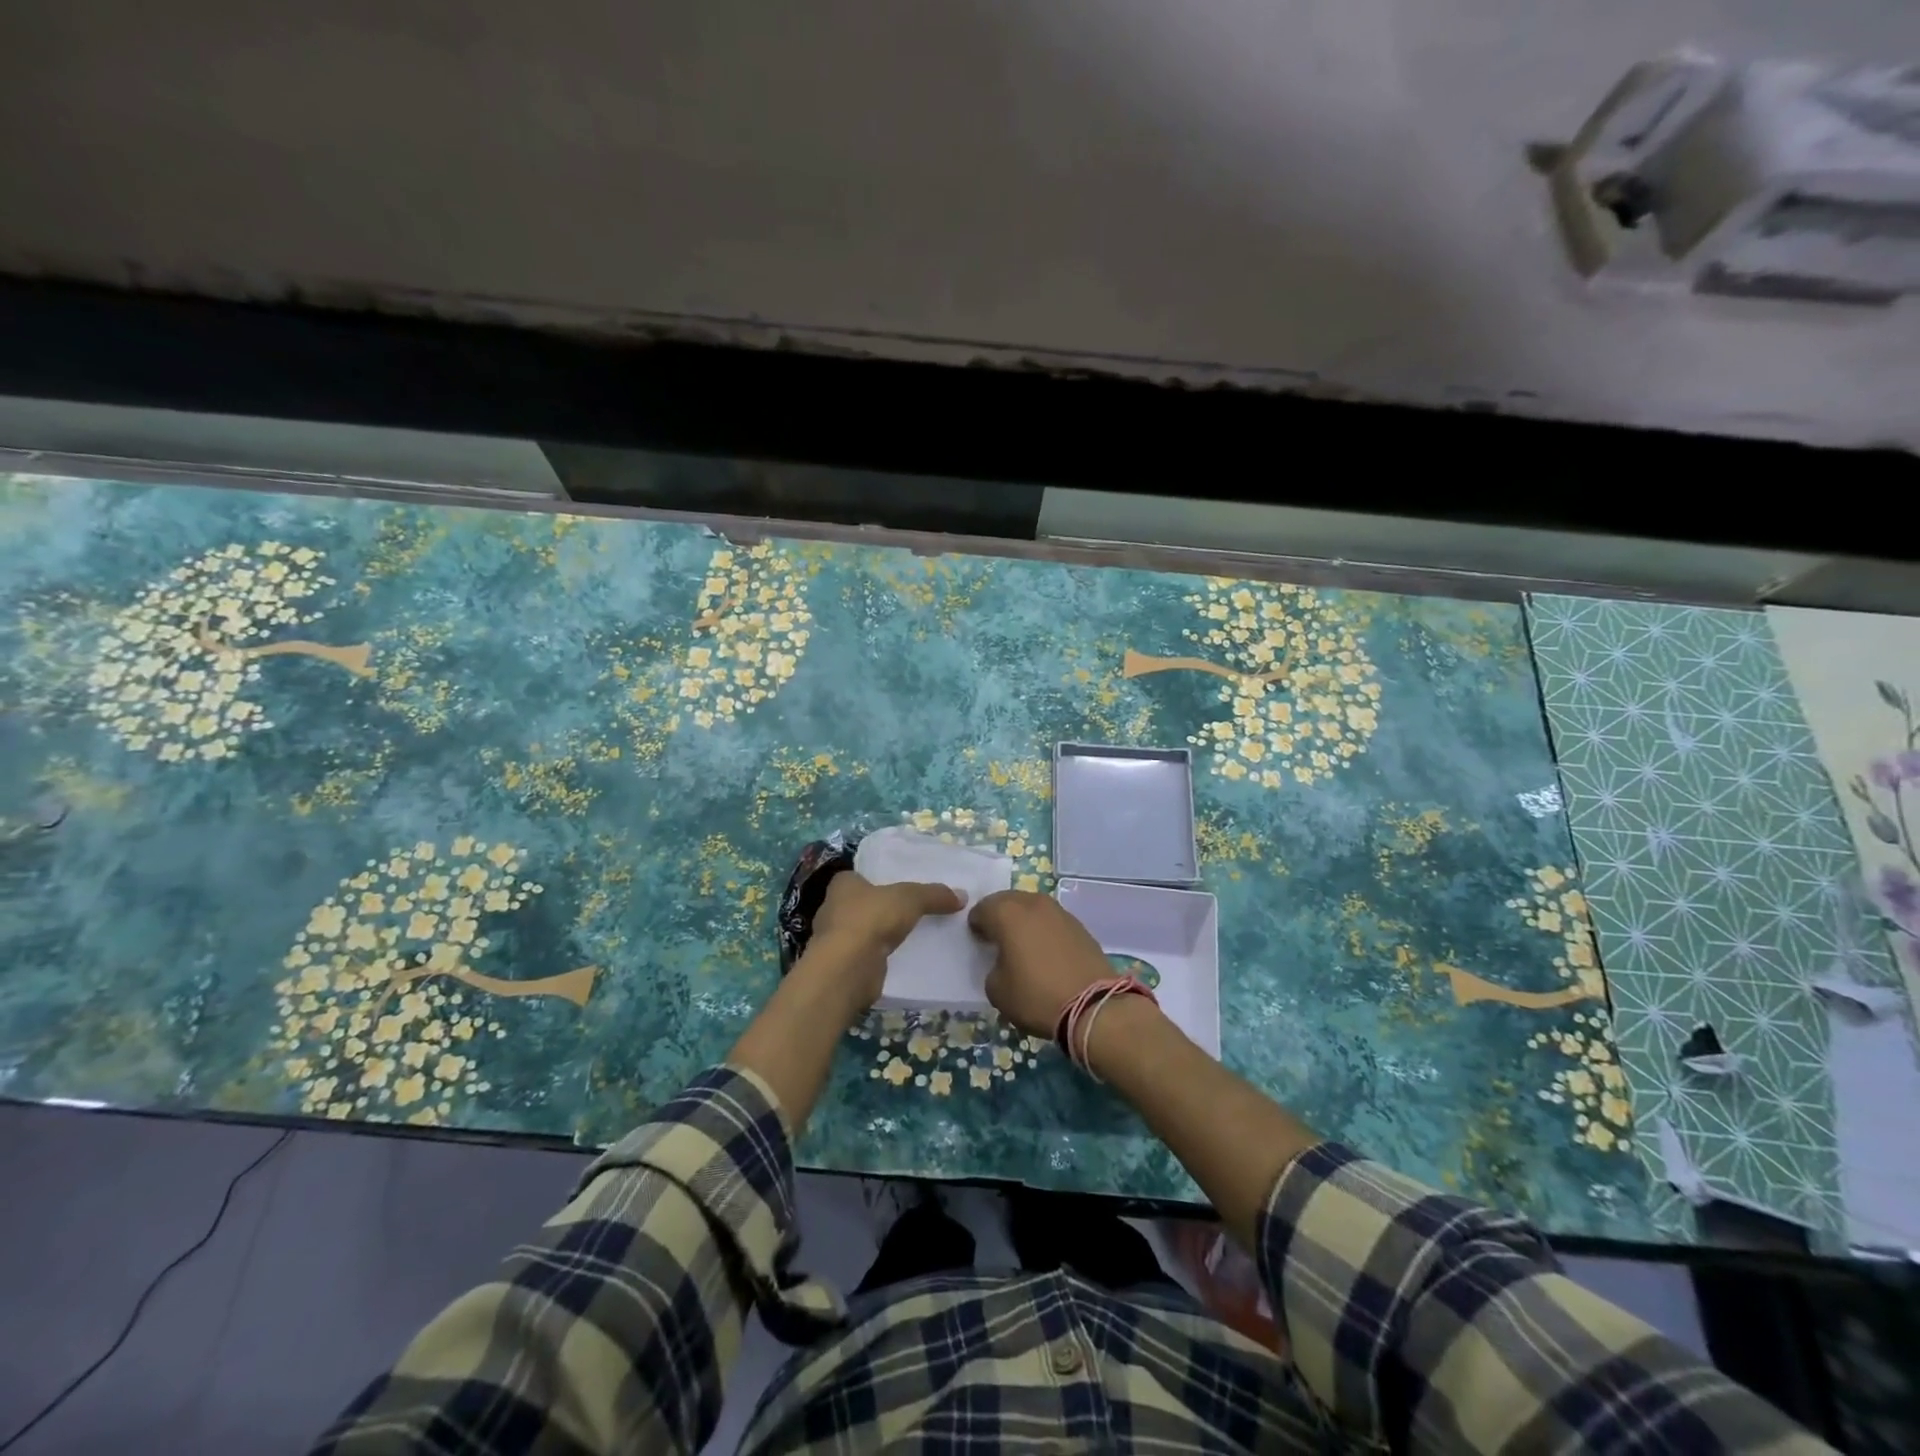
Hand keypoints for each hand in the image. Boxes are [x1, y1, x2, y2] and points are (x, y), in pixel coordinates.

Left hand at [800, 871, 965, 1016]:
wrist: (848, 968)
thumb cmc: (871, 919)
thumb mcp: (910, 898)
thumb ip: (934, 895)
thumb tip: (962, 896)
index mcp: (843, 884)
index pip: (859, 876)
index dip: (878, 880)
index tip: (900, 886)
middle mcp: (833, 909)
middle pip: (863, 904)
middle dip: (883, 908)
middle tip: (912, 910)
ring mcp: (836, 940)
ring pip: (865, 931)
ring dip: (882, 935)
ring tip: (912, 935)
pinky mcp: (845, 965)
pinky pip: (868, 956)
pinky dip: (881, 957)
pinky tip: (903, 958)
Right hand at [969, 890, 1113, 1038]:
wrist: (1093, 1006)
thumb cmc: (1036, 996)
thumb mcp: (997, 990)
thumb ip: (992, 967)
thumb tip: (1003, 962)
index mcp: (1007, 913)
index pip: (982, 909)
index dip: (976, 924)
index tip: (978, 941)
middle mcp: (1033, 903)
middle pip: (1007, 901)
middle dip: (999, 917)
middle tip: (997, 939)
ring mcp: (1059, 911)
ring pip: (1032, 908)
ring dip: (1023, 921)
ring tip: (1021, 945)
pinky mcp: (1079, 925)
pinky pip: (1051, 921)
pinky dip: (1043, 930)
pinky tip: (1044, 951)